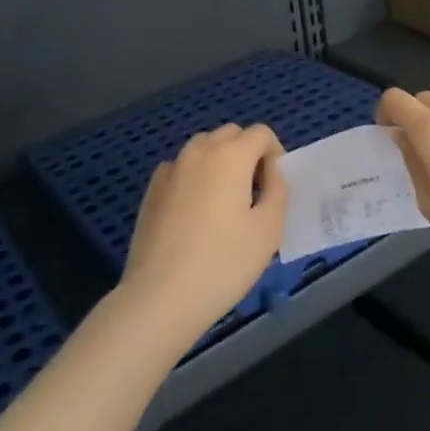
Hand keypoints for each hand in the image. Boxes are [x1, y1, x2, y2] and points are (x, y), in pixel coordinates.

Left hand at [119, 124, 287, 346]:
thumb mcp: (269, 229)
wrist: (160, 297)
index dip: (274, 153)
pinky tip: (194, 213)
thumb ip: (278, 190)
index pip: (260, 133)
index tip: (274, 185)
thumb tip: (270, 171)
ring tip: (224, 202)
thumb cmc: (224, 264)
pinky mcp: (152, 189)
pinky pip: (181, 168)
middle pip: (230, 134)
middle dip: (247, 153)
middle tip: (254, 192)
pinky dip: (194, 177)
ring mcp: (171, 169)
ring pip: (203, 147)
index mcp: (231, 155)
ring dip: (220, 161)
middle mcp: (199, 151)